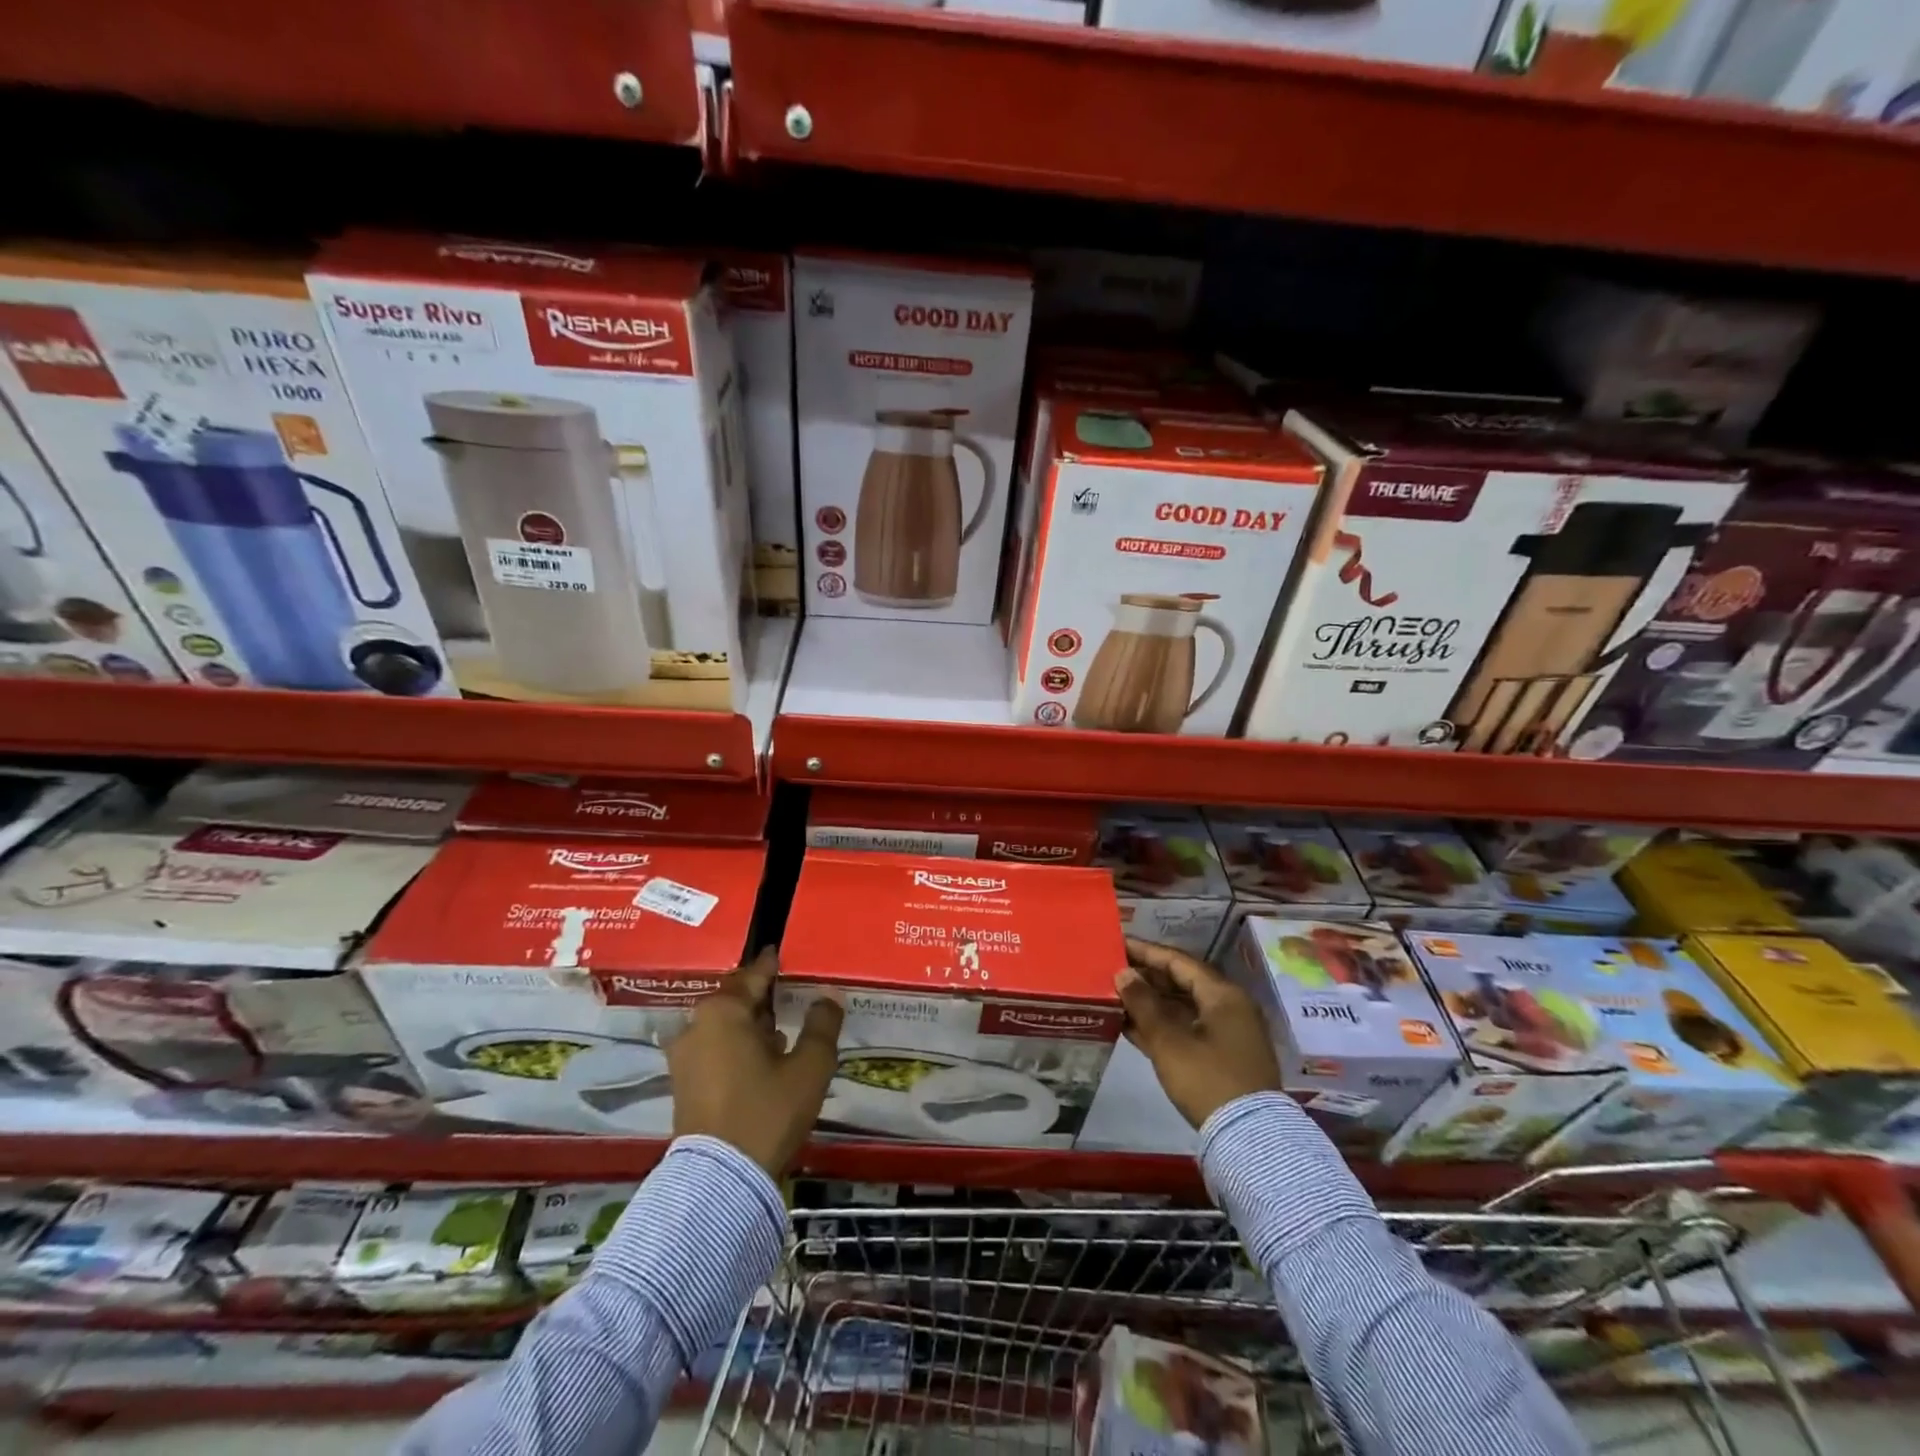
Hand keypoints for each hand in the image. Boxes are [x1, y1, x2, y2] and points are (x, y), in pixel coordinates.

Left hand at [669, 948, 843, 1175]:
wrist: (720, 1181)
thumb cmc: (767, 1111)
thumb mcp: (808, 1067)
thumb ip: (822, 1025)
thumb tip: (829, 995)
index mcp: (724, 1011)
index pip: (754, 975)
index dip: (773, 964)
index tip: (784, 953)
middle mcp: (696, 1025)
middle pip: (736, 1000)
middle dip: (762, 997)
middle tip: (790, 994)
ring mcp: (685, 1057)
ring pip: (725, 1027)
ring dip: (751, 1026)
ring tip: (782, 1030)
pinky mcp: (683, 1085)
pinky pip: (715, 1050)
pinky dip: (738, 1047)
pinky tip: (763, 1060)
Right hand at [1116, 938, 1281, 1129]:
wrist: (1248, 1138)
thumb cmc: (1207, 1079)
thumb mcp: (1168, 1041)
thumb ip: (1143, 1003)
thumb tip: (1123, 973)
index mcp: (1222, 994)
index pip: (1178, 961)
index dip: (1146, 951)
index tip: (1118, 944)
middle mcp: (1229, 1007)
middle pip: (1182, 981)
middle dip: (1146, 977)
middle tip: (1113, 970)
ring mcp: (1227, 1033)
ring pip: (1182, 1007)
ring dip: (1150, 1003)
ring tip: (1115, 996)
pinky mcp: (1221, 1057)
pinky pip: (1187, 1029)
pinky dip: (1161, 1025)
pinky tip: (1131, 1026)